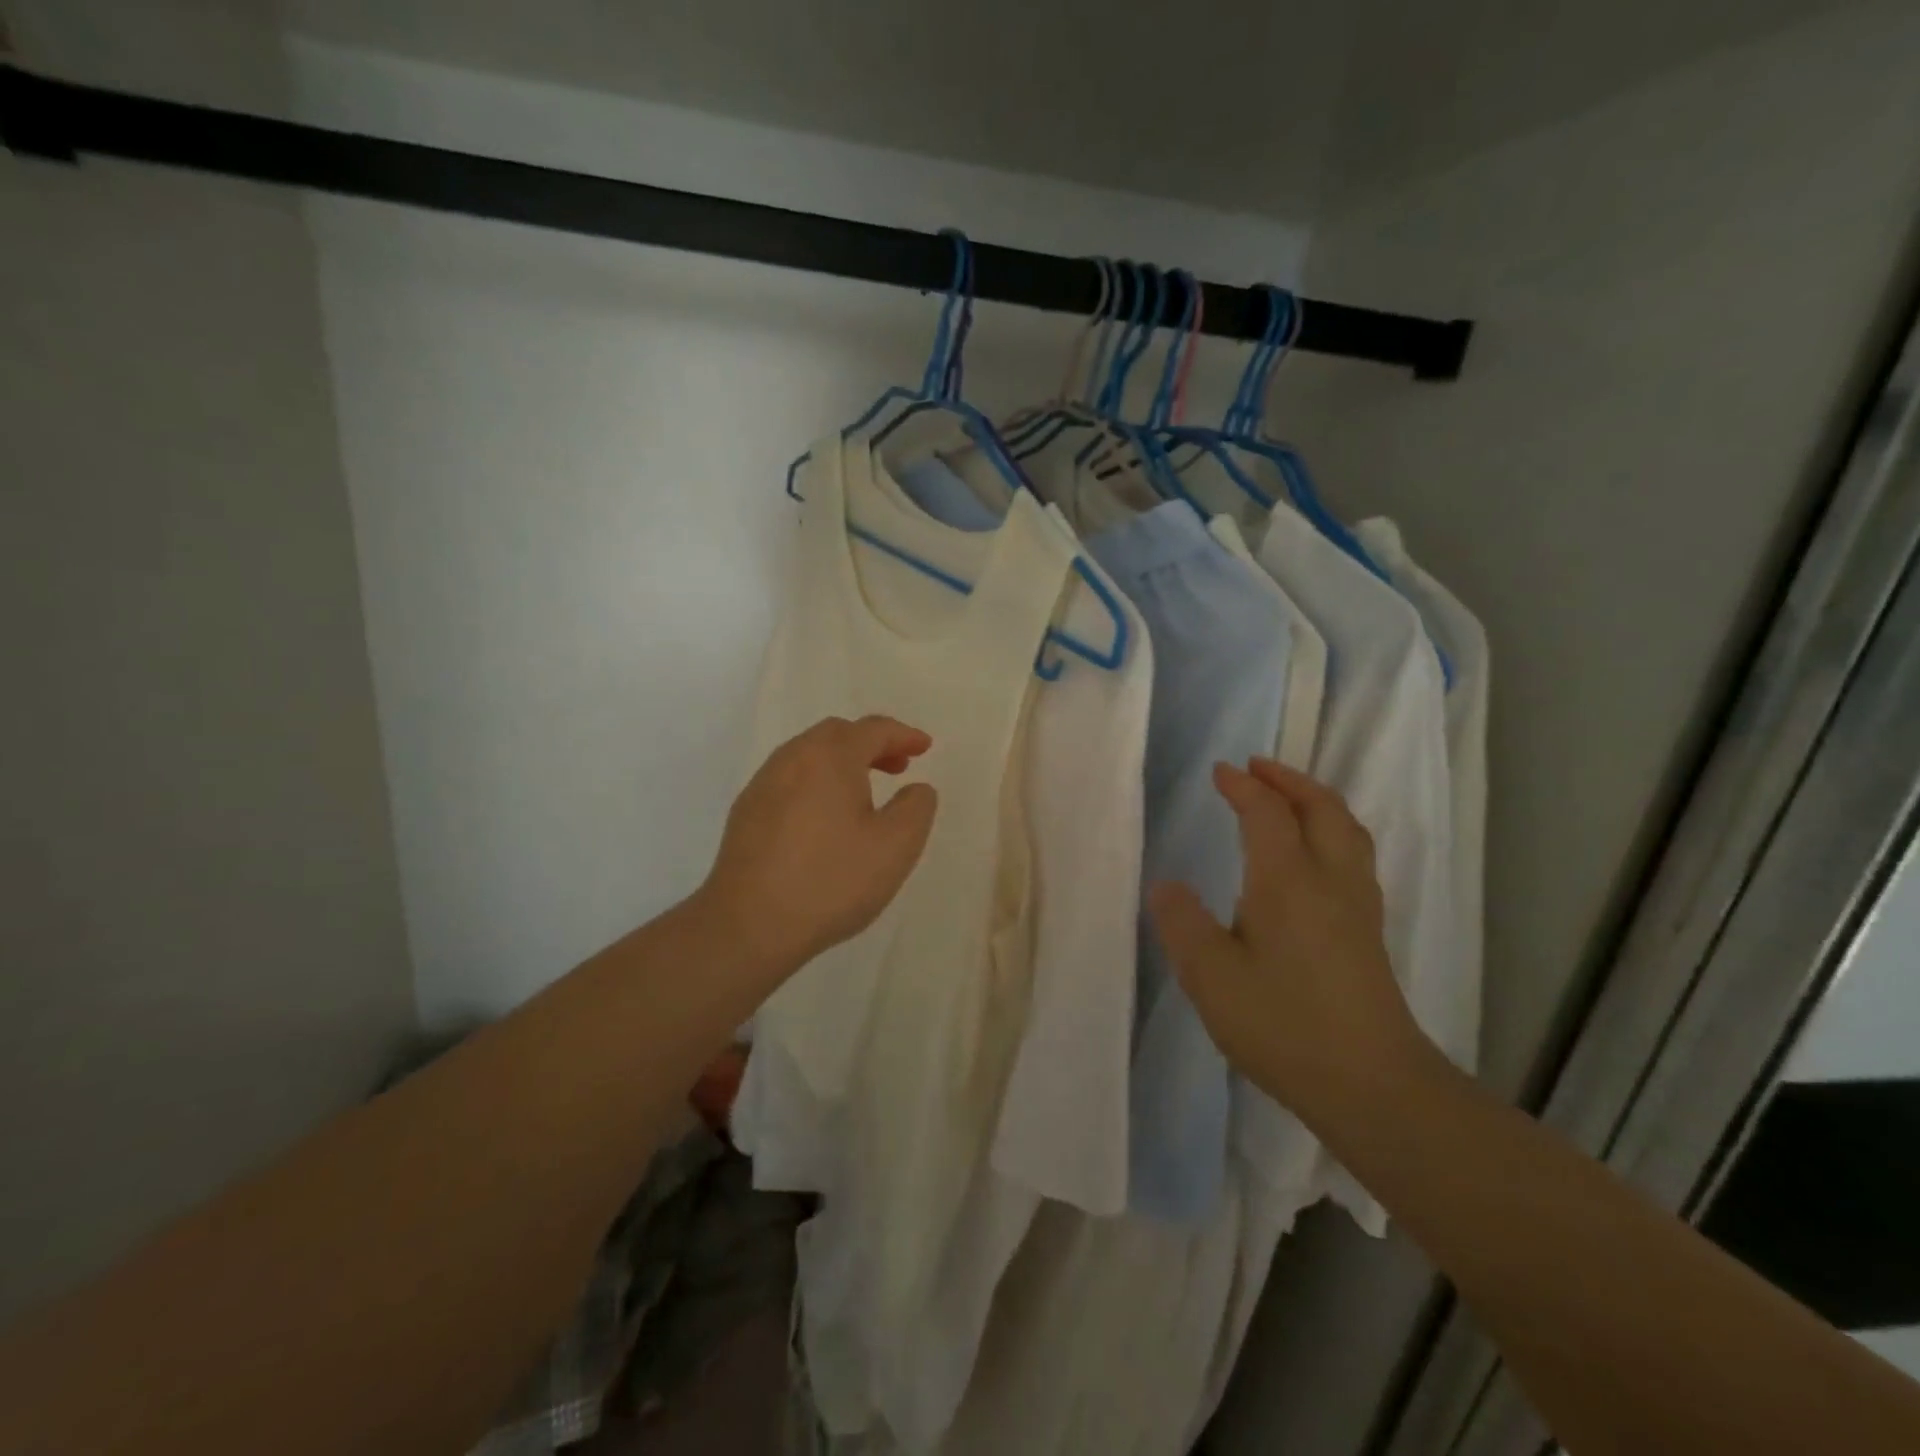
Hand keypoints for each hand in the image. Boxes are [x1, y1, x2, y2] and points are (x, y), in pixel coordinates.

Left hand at [700, 716, 938, 972]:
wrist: (748, 925)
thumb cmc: (830, 881)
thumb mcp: (895, 847)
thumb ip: (916, 808)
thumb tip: (916, 788)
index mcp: (830, 757)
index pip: (873, 730)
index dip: (904, 735)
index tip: (925, 747)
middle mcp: (792, 759)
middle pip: (837, 734)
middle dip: (871, 744)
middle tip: (898, 767)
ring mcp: (763, 785)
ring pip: (809, 755)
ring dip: (842, 763)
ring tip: (864, 793)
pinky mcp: (746, 813)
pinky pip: (790, 780)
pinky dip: (817, 782)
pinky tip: (825, 818)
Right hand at [1150, 757, 1431, 1119]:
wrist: (1374, 1086)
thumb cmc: (1284, 1025)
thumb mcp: (1211, 977)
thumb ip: (1183, 924)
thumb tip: (1166, 885)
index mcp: (1288, 881)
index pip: (1267, 814)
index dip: (1243, 787)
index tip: (1219, 772)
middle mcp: (1330, 880)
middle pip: (1322, 809)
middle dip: (1289, 780)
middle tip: (1257, 768)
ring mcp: (1358, 907)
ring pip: (1347, 831)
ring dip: (1316, 802)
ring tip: (1288, 799)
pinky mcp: (1369, 933)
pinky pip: (1354, 857)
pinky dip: (1332, 832)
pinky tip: (1314, 858)